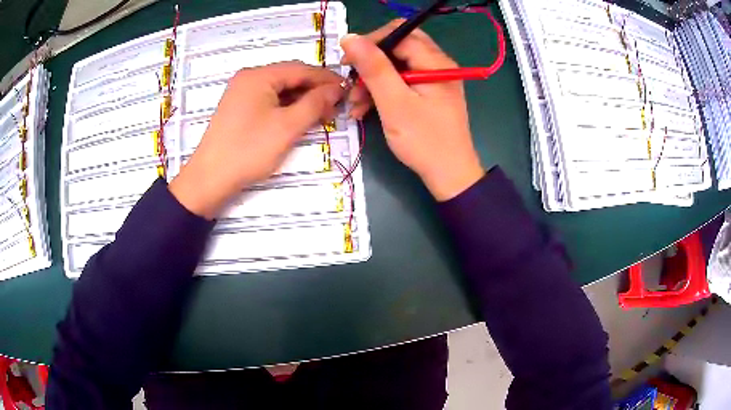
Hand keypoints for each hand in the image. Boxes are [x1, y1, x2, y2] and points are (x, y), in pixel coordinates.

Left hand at [170, 61, 343, 218]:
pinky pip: (269, 100)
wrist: (209, 179)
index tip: (347, 91)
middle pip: (289, 77)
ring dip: (301, 100)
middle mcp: (249, 78)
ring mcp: (241, 93)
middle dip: (314, 90)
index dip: (326, 79)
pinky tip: (298, 119)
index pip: (301, 69)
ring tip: (320, 115)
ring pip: (280, 90)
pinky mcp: (239, 109)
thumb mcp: (287, 127)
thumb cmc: (248, 150)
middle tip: (335, 107)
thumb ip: (315, 103)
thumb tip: (337, 88)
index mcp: (259, 76)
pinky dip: (286, 107)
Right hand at [341, 21, 483, 200]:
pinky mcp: (429, 93)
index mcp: (435, 61)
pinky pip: (402, 81)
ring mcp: (434, 79)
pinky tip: (364, 108)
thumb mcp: (394, 102)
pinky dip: (383, 91)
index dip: (370, 42)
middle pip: (398, 47)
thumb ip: (373, 67)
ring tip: (355, 103)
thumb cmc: (423, 140)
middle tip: (352, 80)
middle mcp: (438, 64)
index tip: (347, 62)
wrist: (449, 175)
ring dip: (373, 80)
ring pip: (397, 65)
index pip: (399, 33)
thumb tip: (350, 37)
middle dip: (371, 62)